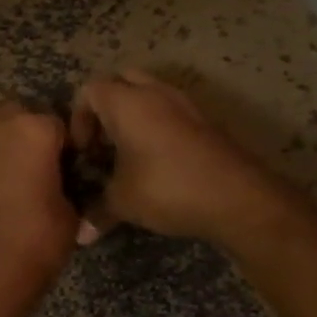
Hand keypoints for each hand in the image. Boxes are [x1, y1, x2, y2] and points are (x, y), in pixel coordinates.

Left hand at [0, 102, 78, 293]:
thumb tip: (62, 188)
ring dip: (4, 149)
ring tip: (16, 183)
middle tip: (42, 167)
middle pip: (19, 116)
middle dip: (30, 134)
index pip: (59, 123)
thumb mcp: (71, 214)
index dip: (68, 146)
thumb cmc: (36, 239)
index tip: (72, 167)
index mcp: (33, 129)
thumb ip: (67, 187)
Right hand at [70, 69, 278, 244]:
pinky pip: (171, 110)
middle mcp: (154, 93)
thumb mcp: (123, 202)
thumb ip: (97, 211)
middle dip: (107, 108)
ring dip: (134, 115)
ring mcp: (184, 103)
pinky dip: (158, 125)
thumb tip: (80, 235)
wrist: (236, 196)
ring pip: (149, 93)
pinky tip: (158, 161)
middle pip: (121, 81)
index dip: (79, 119)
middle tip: (104, 143)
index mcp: (126, 102)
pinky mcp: (205, 120)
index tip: (84, 152)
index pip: (90, 90)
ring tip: (129, 153)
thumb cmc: (167, 188)